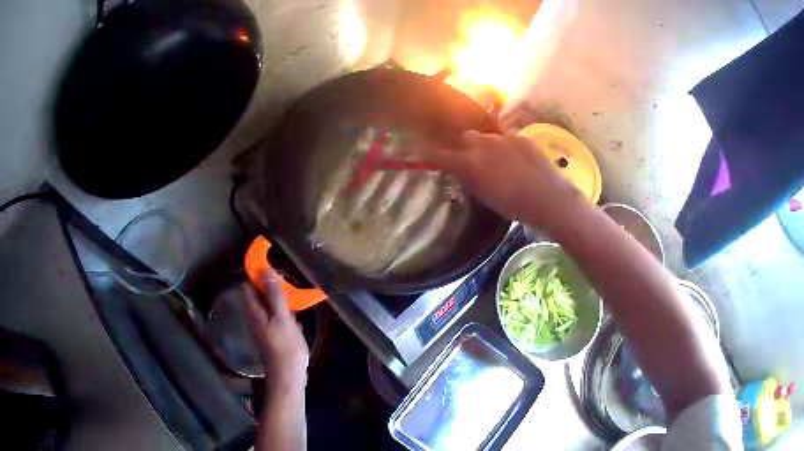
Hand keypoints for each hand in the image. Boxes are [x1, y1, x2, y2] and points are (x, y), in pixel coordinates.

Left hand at [242, 270, 309, 388]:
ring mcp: (263, 328)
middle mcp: (255, 318)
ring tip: (294, 296)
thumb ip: (274, 295)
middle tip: (287, 282)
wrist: (288, 377)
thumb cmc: (285, 348)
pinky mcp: (272, 336)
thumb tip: (265, 270)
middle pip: (257, 295)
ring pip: (267, 306)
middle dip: (269, 286)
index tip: (271, 265)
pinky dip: (284, 313)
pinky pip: (275, 318)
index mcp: (254, 311)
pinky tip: (296, 317)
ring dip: (278, 299)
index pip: (247, 285)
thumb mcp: (282, 319)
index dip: (256, 273)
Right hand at [421, 131, 583, 227]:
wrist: (549, 199)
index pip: (440, 154)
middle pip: (465, 137)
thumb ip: (469, 179)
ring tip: (498, 161)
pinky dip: (506, 147)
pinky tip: (516, 161)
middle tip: (470, 159)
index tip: (422, 152)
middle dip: (464, 146)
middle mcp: (483, 144)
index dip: (429, 153)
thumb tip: (460, 169)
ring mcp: (504, 138)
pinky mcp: (521, 137)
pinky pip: (506, 138)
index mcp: (470, 162)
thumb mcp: (485, 197)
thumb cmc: (515, 206)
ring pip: (487, 137)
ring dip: (486, 146)